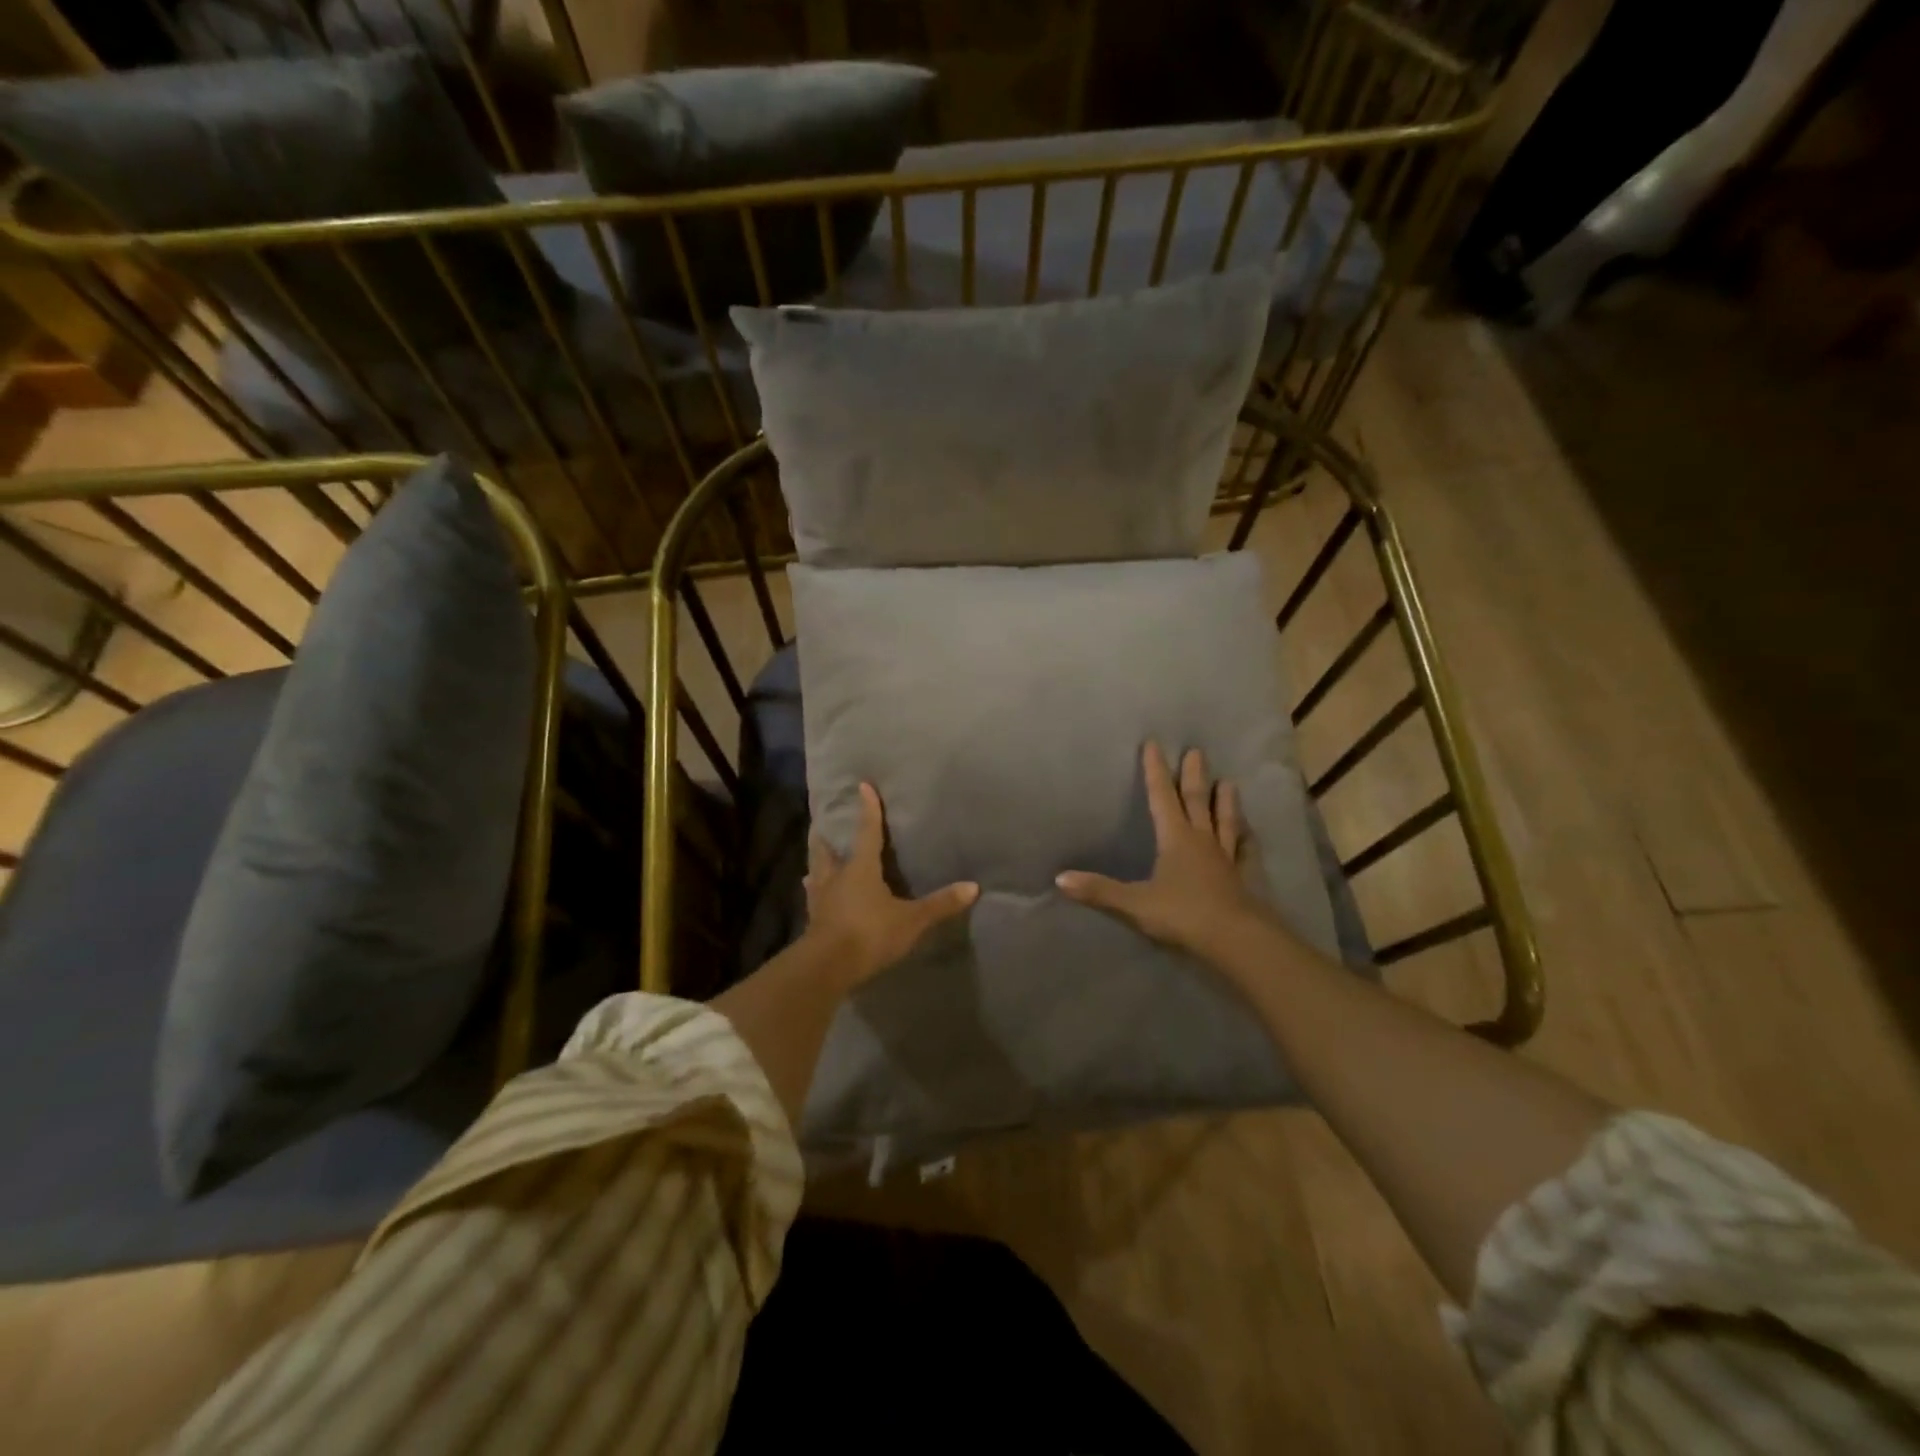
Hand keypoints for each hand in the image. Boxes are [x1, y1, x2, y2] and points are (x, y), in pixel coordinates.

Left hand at [805, 782, 978, 987]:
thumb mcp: (911, 920)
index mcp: (860, 868)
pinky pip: (813, 898)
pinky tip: (813, 894)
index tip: (863, 786)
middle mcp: (836, 877)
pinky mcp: (813, 921)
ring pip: (815, 872)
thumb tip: (973, 886)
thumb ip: (940, 904)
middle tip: (822, 825)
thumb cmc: (870, 933)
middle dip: (826, 836)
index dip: (868, 809)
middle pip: (827, 850)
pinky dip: (814, 891)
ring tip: (815, 857)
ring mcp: (821, 899)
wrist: (827, 967)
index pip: (867, 832)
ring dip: (816, 863)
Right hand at [1057, 741, 1275, 962]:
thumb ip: (1099, 891)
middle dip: (1193, 776)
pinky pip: (1245, 852)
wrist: (1235, 939)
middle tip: (1196, 751)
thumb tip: (1059, 878)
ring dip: (1225, 801)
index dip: (1155, 771)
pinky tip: (1249, 833)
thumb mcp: (1134, 903)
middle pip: (1197, 801)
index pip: (1162, 797)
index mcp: (1175, 839)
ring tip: (1228, 782)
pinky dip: (1246, 839)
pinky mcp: (1243, 877)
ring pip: (1225, 821)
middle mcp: (1201, 840)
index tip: (1154, 744)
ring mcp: (1225, 858)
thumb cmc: (1182, 915)